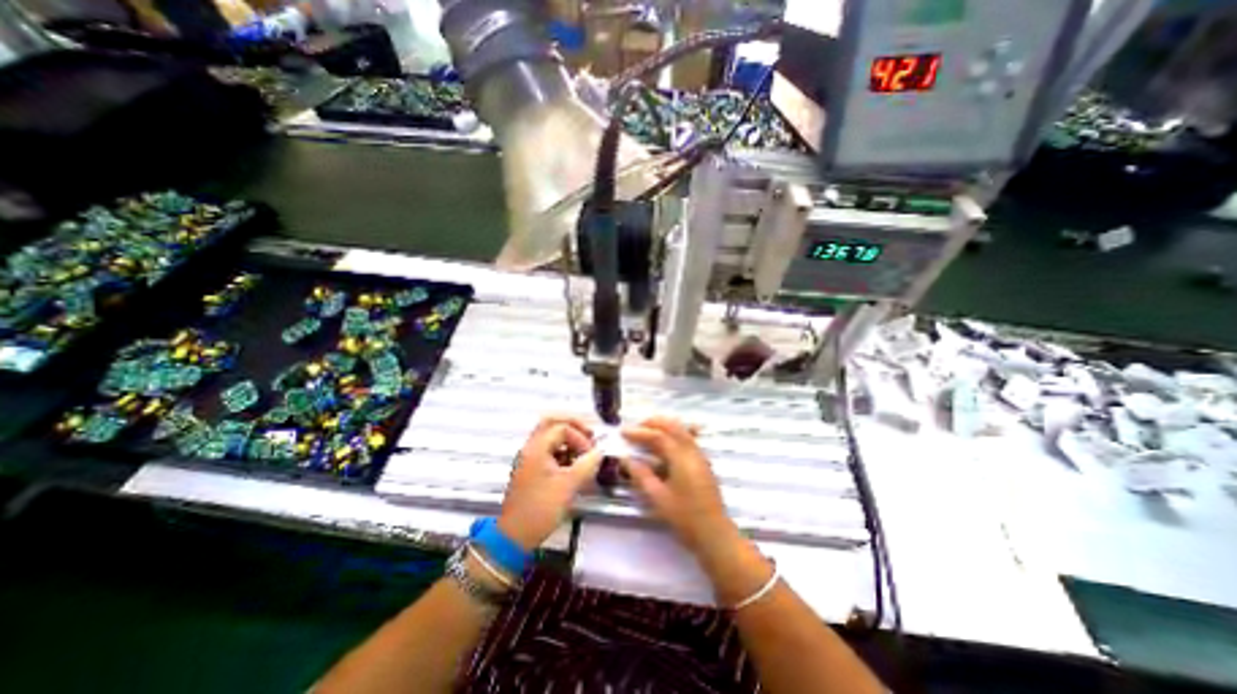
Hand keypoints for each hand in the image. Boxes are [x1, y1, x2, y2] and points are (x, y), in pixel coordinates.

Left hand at [498, 414, 605, 550]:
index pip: (562, 427)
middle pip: (551, 422)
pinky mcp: (532, 468)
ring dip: (569, 437)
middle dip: (573, 425)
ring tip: (584, 448)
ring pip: (550, 434)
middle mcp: (531, 448)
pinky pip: (549, 448)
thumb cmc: (540, 510)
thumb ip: (587, 464)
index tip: (591, 453)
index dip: (580, 437)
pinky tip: (574, 462)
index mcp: (536, 448)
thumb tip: (600, 451)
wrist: (515, 536)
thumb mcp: (568, 486)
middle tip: (589, 434)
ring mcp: (530, 457)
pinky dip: (564, 449)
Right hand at [625, 417, 738, 556]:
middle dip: (653, 423)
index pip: (658, 436)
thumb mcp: (658, 498)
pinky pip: (687, 439)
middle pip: (673, 427)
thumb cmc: (685, 517)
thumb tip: (626, 459)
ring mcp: (700, 456)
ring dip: (664, 427)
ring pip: (682, 431)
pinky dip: (674, 435)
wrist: (714, 534)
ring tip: (647, 432)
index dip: (640, 432)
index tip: (623, 432)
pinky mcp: (702, 463)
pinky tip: (665, 444)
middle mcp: (692, 451)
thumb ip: (641, 476)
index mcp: (681, 458)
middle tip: (635, 428)